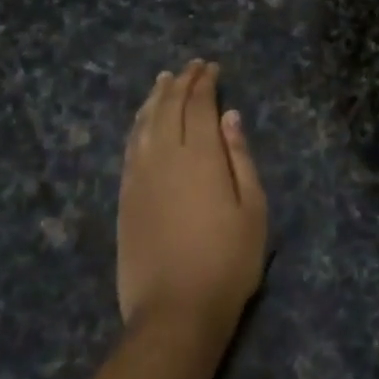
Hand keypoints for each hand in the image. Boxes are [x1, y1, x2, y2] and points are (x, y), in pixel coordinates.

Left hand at [117, 61, 267, 337]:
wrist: (175, 311)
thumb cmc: (228, 261)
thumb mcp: (253, 209)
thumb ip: (240, 157)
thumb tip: (229, 117)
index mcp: (200, 155)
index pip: (199, 105)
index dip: (205, 82)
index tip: (212, 67)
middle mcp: (164, 156)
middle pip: (169, 107)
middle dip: (181, 82)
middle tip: (191, 67)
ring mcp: (139, 176)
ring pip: (144, 123)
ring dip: (155, 98)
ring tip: (163, 81)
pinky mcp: (125, 196)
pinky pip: (129, 146)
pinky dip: (137, 125)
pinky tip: (142, 120)